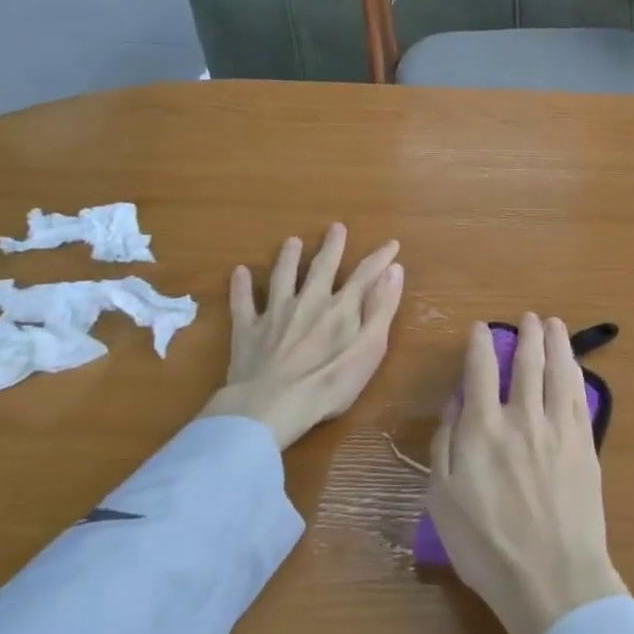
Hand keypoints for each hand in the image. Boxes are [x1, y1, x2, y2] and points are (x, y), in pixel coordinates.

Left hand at [201, 224, 404, 450]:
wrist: (271, 405)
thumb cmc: (329, 383)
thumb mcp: (370, 348)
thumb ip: (382, 309)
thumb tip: (394, 270)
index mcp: (341, 307)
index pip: (365, 275)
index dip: (380, 258)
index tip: (391, 244)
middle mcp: (309, 301)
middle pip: (322, 267)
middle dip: (332, 247)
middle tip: (335, 227)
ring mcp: (275, 313)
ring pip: (283, 277)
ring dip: (288, 257)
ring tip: (292, 241)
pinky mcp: (248, 330)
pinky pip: (243, 303)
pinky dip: (241, 286)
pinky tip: (239, 272)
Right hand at [427, 315, 625, 633]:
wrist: (552, 577)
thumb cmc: (488, 548)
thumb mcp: (443, 501)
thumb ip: (445, 446)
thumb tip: (454, 405)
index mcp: (482, 430)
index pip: (480, 371)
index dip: (480, 344)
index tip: (481, 329)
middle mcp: (522, 417)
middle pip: (526, 362)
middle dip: (526, 335)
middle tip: (528, 318)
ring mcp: (558, 427)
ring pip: (557, 370)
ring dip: (555, 342)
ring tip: (553, 323)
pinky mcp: (584, 442)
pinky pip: (578, 394)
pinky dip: (574, 371)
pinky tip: (573, 363)